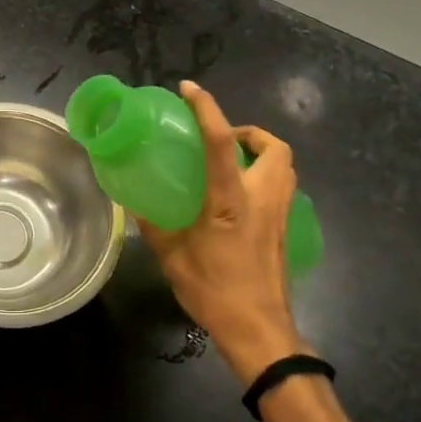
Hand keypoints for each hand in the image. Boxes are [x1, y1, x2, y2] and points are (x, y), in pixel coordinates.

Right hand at [138, 82, 306, 384]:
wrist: (260, 332)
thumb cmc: (215, 291)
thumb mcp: (173, 257)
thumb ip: (154, 226)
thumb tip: (133, 205)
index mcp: (231, 200)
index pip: (222, 142)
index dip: (207, 109)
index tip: (190, 89)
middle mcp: (262, 198)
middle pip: (275, 147)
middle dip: (251, 133)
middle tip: (223, 140)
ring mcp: (280, 215)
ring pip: (285, 166)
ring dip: (263, 154)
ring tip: (232, 164)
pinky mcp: (287, 231)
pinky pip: (282, 189)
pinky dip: (265, 179)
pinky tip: (240, 198)